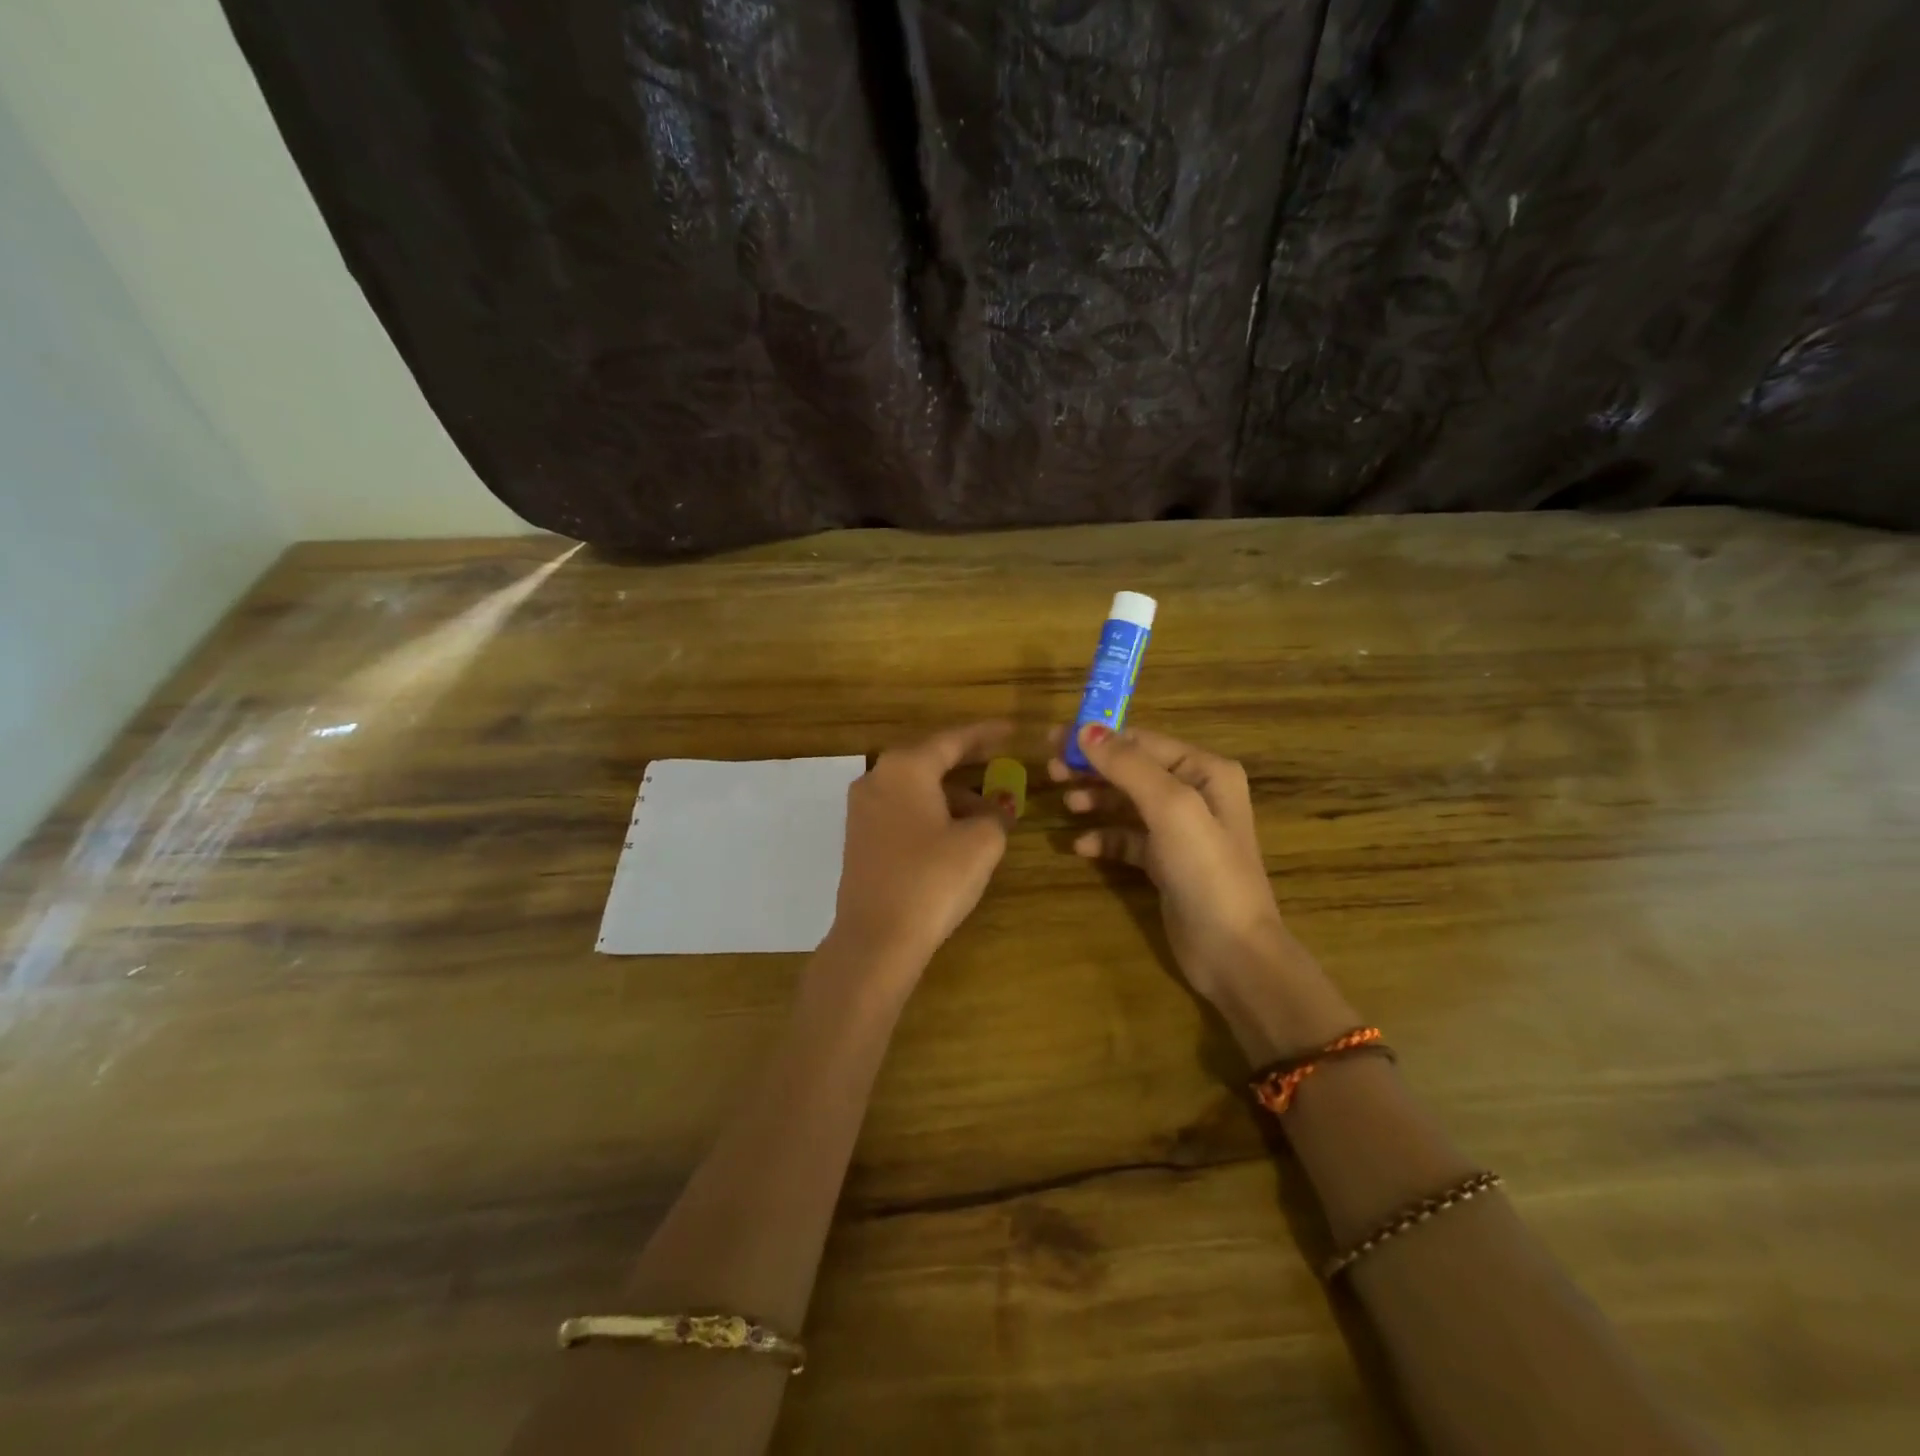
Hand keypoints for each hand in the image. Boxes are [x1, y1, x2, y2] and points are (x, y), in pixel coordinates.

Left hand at [829, 721, 1017, 978]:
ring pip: (916, 787)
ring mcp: (863, 808)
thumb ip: (994, 814)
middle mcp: (878, 778)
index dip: (986, 734)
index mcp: (906, 767)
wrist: (877, 938)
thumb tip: (993, 809)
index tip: (1011, 730)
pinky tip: (955, 830)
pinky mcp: (860, 837)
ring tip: (987, 810)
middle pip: (930, 759)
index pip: (953, 739)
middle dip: (967, 761)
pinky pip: (902, 809)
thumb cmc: (933, 880)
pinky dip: (931, 810)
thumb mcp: (981, 843)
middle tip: (999, 759)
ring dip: (951, 792)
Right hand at [1050, 723, 1297, 1005]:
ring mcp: (1180, 830)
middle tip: (1050, 772)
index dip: (1098, 739)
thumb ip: (1127, 766)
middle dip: (1092, 769)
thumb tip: (1085, 730)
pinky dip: (1105, 838)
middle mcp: (1196, 793)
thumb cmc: (1206, 869)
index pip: (1142, 741)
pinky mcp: (1166, 863)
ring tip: (1066, 806)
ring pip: (1127, 803)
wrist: (1232, 951)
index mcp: (1205, 771)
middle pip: (1132, 770)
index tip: (1054, 741)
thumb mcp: (1170, 807)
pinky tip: (1082, 848)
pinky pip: (1128, 839)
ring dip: (1096, 800)